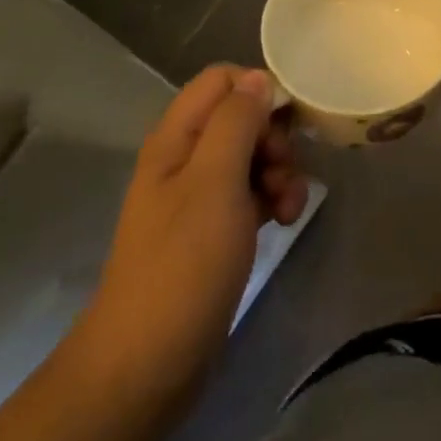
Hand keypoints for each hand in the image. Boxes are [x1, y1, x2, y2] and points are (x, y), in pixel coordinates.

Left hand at [72, 66, 308, 406]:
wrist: (149, 363)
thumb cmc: (183, 263)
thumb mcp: (215, 181)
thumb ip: (236, 122)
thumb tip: (257, 78)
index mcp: (177, 138)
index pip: (221, 80)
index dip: (258, 90)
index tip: (286, 122)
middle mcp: (186, 158)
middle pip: (242, 117)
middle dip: (275, 138)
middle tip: (283, 172)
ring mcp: (200, 195)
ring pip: (253, 155)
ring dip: (281, 171)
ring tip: (290, 207)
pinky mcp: (215, 228)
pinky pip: (253, 192)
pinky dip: (274, 199)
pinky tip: (285, 222)